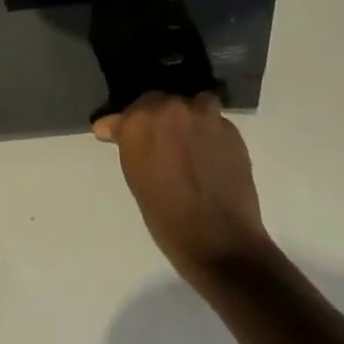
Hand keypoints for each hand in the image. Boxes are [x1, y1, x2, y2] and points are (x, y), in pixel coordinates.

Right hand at [95, 92, 270, 285]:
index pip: (131, 109)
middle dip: (159, 119)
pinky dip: (211, 133)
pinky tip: (211, 155)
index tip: (123, 135)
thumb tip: (111, 127)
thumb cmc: (166, 216)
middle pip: (161, 101)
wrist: (219, 242)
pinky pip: (216, 122)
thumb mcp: (135, 176)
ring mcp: (204, 117)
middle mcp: (170, 108)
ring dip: (190, 118)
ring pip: (194, 104)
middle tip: (163, 143)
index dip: (130, 124)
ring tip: (191, 142)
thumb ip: (129, 142)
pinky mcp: (231, 131)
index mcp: (139, 120)